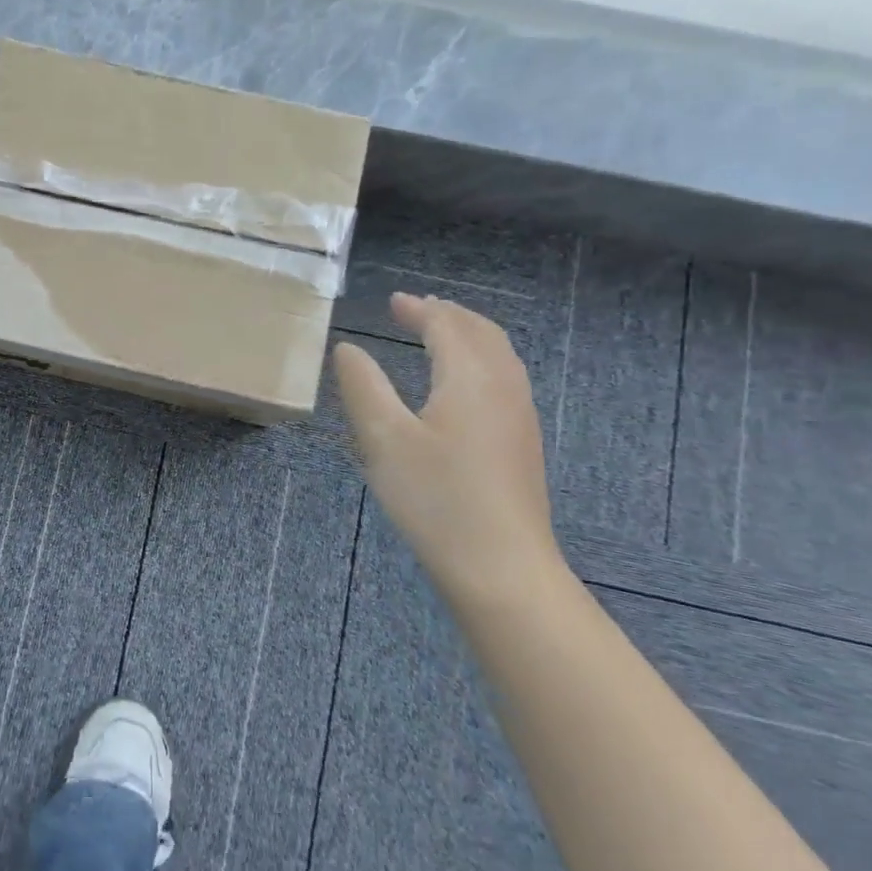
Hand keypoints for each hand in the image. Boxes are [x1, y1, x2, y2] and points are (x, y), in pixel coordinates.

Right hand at [333, 294, 568, 606]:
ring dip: (468, 335)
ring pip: (499, 355)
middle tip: (415, 310)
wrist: (502, 568)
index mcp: (469, 377)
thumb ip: (363, 386)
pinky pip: (505, 377)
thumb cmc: (436, 499)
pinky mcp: (523, 443)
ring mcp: (520, 416)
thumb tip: (348, 348)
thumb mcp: (383, 439)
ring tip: (440, 335)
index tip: (393, 302)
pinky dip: (480, 359)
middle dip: (448, 315)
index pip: (446, 325)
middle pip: (481, 332)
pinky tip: (463, 384)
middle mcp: (503, 386)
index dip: (419, 309)